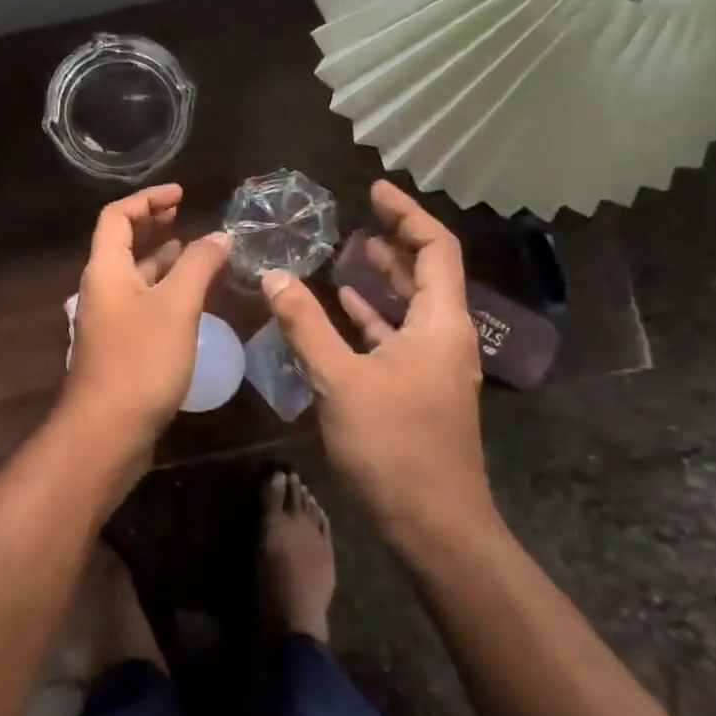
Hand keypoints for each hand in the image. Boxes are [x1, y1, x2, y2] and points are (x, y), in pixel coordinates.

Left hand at [64, 183, 231, 446]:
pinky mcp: (121, 346)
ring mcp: (110, 320)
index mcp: (106, 270)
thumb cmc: (140, 360)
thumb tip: (220, 236)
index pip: (117, 217)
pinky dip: (165, 290)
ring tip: (197, 251)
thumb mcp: (176, 306)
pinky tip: (191, 299)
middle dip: (154, 225)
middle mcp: (102, 289)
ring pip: (136, 276)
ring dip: (162, 259)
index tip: (181, 194)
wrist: (107, 430)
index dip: (147, 199)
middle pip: (123, 244)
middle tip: (186, 215)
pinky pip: (143, 303)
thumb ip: (198, 265)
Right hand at [261, 180, 498, 545]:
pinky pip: (395, 335)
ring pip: (409, 306)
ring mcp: (432, 364)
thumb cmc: (393, 446)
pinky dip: (371, 315)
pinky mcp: (417, 388)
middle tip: (354, 218)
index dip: (407, 214)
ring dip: (381, 278)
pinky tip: (341, 307)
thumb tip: (272, 275)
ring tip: (345, 252)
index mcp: (440, 324)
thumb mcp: (340, 379)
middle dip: (392, 241)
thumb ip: (304, 324)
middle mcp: (444, 336)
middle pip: (426, 273)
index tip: (373, 191)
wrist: (433, 525)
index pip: (435, 249)